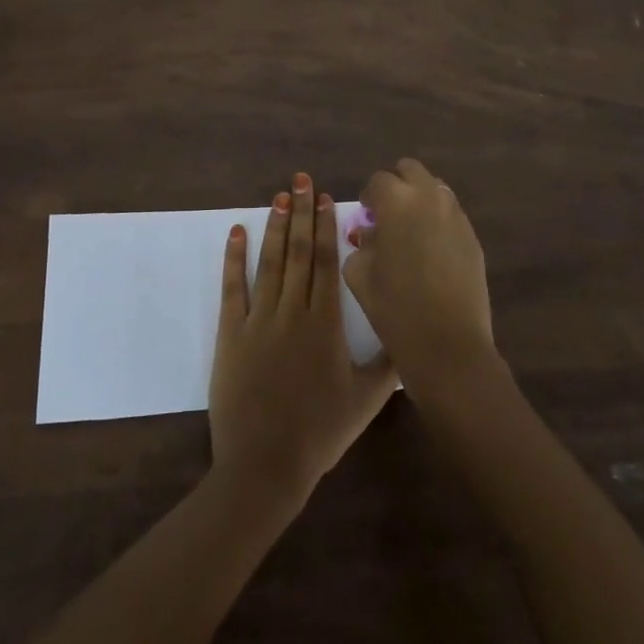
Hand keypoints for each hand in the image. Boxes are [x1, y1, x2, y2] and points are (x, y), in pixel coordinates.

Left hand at [209, 172, 398, 508]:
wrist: (265, 464)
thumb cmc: (320, 432)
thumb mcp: (367, 400)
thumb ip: (390, 363)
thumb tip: (411, 335)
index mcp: (326, 323)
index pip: (327, 262)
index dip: (326, 227)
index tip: (324, 198)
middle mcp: (293, 311)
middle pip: (299, 252)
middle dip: (301, 213)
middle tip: (300, 179)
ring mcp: (259, 319)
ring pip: (270, 262)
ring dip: (275, 227)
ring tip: (278, 196)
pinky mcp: (231, 333)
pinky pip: (233, 288)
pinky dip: (234, 258)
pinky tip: (237, 232)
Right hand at [344, 158, 498, 398]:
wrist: (447, 343)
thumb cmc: (394, 307)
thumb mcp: (359, 273)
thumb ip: (361, 243)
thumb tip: (371, 232)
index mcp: (396, 200)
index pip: (378, 181)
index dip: (369, 197)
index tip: (366, 216)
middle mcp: (429, 196)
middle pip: (411, 170)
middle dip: (397, 186)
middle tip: (388, 215)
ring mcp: (456, 214)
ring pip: (435, 188)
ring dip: (420, 199)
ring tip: (411, 231)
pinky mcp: (473, 235)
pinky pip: (451, 213)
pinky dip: (438, 220)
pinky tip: (432, 250)